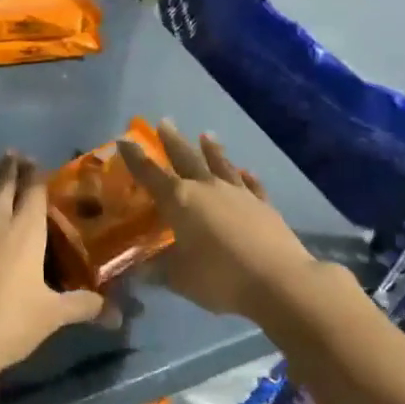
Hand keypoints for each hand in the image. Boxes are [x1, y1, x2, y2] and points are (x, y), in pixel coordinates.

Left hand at [0, 152, 107, 372]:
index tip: (36, 162)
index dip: (35, 174)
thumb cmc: (9, 322)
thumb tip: (113, 311)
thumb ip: (81, 305)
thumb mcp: (52, 316)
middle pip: (2, 183)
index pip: (32, 190)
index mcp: (24, 230)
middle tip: (14, 154)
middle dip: (9, 167)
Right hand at [119, 120, 316, 316]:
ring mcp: (238, 194)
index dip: (135, 157)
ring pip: (220, 165)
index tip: (124, 140)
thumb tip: (136, 272)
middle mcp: (206, 189)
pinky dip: (247, 176)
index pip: (150, 174)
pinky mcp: (264, 206)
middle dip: (172, 141)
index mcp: (179, 201)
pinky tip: (246, 171)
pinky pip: (252, 185)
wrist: (279, 281)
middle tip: (164, 122)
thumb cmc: (219, 277)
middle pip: (186, 158)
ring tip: (206, 135)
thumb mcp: (179, 279)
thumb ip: (157, 271)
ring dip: (212, 150)